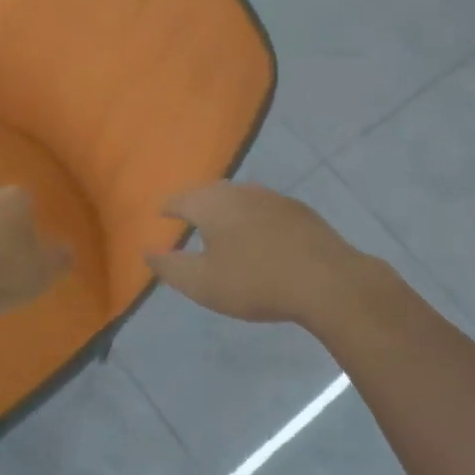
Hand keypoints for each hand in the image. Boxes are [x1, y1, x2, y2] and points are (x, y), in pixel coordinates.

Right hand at [147, 182, 364, 325]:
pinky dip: (254, 218)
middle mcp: (240, 191)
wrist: (326, 281)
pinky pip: (265, 208)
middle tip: (188, 217)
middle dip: (197, 203)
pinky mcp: (299, 211)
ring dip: (227, 209)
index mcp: (211, 204)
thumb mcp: (201, 283)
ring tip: (222, 226)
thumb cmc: (254, 281)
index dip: (168, 207)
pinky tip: (260, 235)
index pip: (180, 199)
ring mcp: (273, 198)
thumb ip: (170, 266)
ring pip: (240, 198)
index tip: (160, 214)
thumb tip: (147, 250)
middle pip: (210, 192)